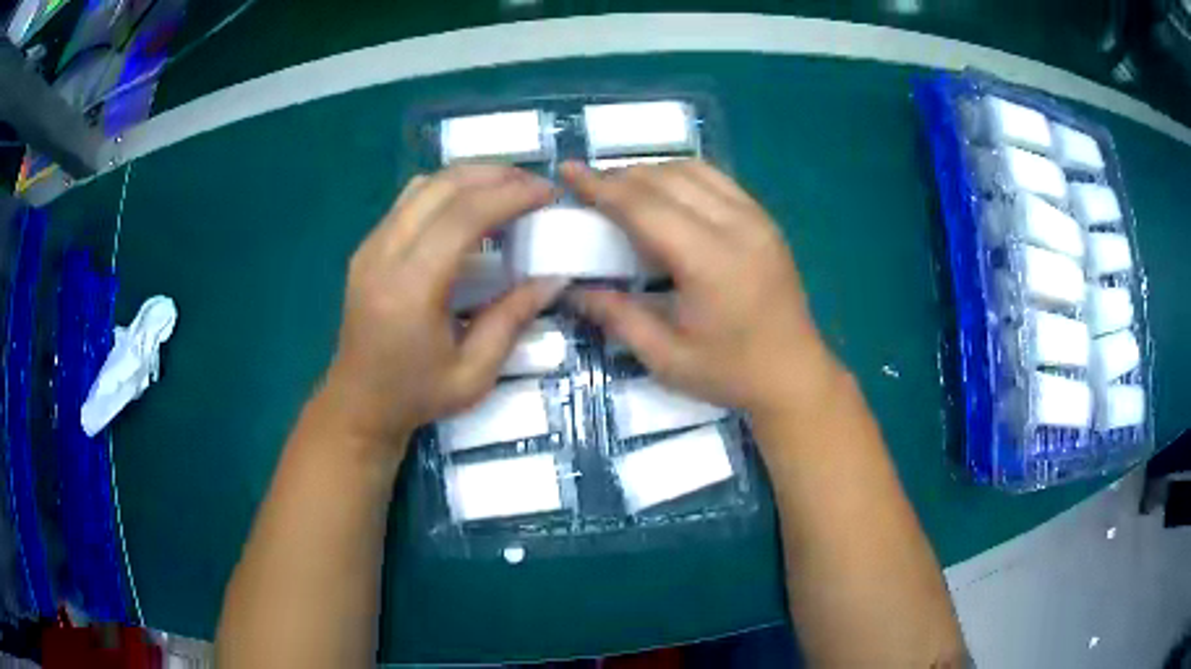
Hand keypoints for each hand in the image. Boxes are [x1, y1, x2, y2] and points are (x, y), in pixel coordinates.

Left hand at [325, 165, 563, 444]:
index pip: (463, 217)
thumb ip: (513, 319)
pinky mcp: (367, 247)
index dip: (509, 195)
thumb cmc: (417, 396)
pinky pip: (409, 200)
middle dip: (494, 175)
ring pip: (423, 185)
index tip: (547, 193)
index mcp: (410, 289)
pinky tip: (470, 208)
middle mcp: (383, 254)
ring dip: (470, 178)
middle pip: (442, 187)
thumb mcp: (474, 373)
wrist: (359, 403)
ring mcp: (370, 246)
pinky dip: (446, 191)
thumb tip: (554, 277)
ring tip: (507, 190)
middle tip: (534, 185)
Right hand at [563, 160, 842, 419]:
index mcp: (709, 261)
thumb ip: (616, 316)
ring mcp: (756, 218)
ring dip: (651, 173)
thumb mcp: (665, 356)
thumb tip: (571, 289)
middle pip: (666, 179)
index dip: (600, 186)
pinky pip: (717, 180)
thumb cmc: (730, 373)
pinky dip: (683, 177)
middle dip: (621, 177)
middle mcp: (735, 226)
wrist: (794, 375)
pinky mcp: (765, 220)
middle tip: (589, 189)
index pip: (644, 206)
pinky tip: (666, 196)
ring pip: (693, 170)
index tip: (567, 170)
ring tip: (624, 191)